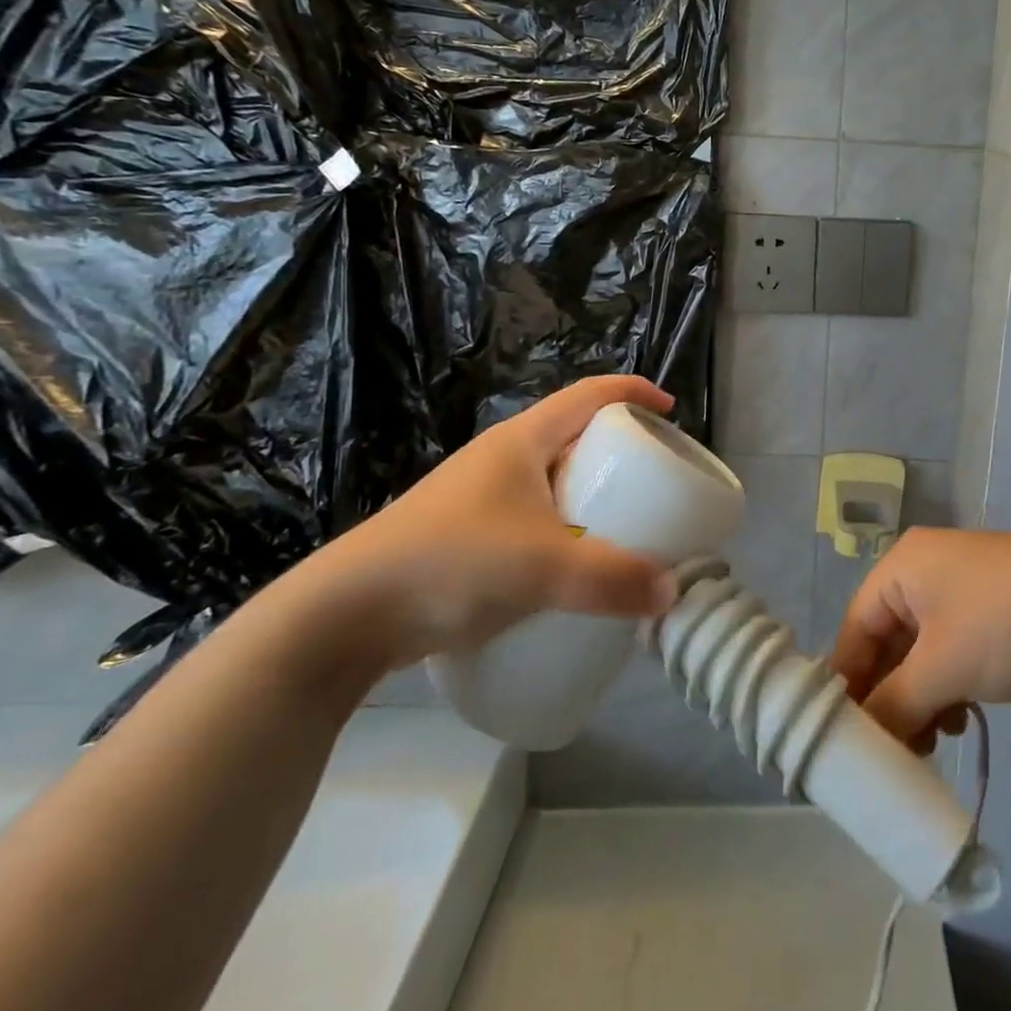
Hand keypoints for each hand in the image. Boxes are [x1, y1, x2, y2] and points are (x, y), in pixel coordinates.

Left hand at [294, 376, 678, 671]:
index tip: (670, 411)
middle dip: (617, 449)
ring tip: (619, 525)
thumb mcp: (543, 569)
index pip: (589, 394)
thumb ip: (613, 580)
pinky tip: (568, 568)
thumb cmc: (450, 563)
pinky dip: (562, 528)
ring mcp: (476, 497)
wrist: (340, 617)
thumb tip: (670, 592)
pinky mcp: (461, 537)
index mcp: (521, 440)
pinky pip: (530, 517)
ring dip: (587, 493)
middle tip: (651, 478)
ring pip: (549, 480)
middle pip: (572, 434)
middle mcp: (499, 458)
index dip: (633, 393)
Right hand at [829, 527, 1010, 750]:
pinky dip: (947, 692)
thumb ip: (893, 707)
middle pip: (887, 643)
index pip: (855, 627)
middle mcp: (927, 573)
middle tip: (885, 754)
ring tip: (926, 746)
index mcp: (904, 566)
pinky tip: (958, 723)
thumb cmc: (1004, 623)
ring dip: (918, 702)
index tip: (839, 741)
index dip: (847, 684)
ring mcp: (963, 595)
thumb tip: (862, 744)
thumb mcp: (941, 666)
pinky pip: (951, 658)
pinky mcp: (992, 620)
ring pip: (920, 656)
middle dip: (887, 698)